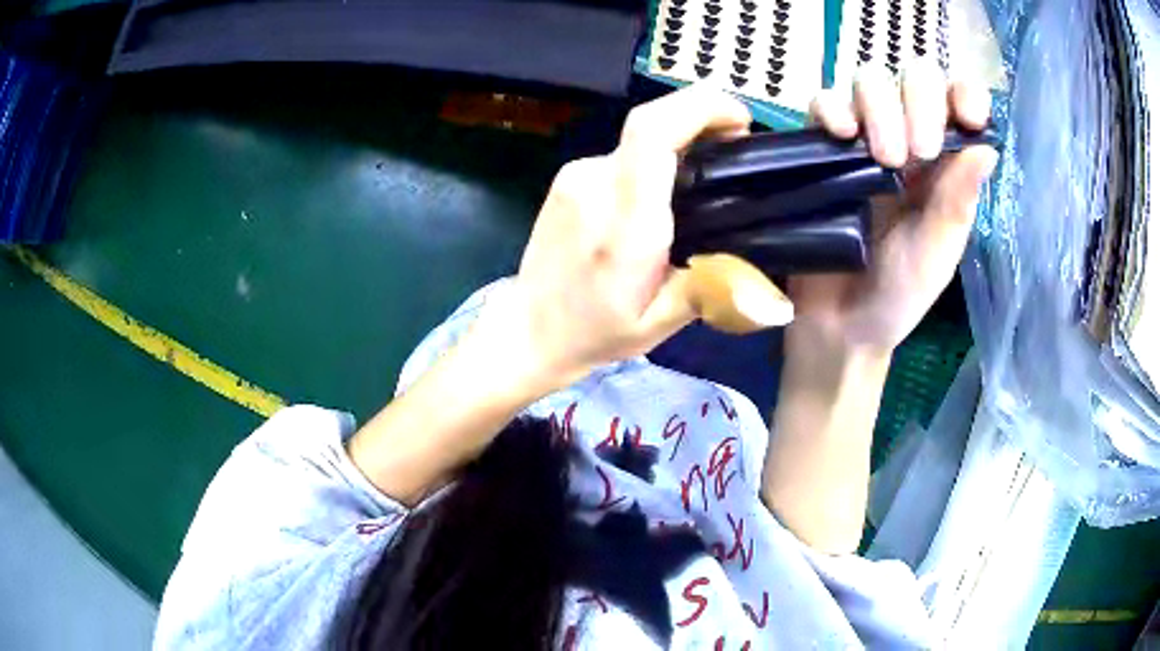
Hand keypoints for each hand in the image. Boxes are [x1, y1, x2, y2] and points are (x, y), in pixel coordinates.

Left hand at [474, 86, 787, 391]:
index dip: (700, 108)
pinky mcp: (569, 177)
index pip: (653, 134)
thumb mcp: (661, 323)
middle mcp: (596, 185)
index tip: (739, 118)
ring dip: (678, 145)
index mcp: (626, 223)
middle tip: (735, 146)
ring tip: (705, 178)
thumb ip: (711, 288)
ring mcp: (576, 176)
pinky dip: (652, 161)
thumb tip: (761, 278)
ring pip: (639, 141)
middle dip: (701, 120)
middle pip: (651, 124)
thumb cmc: (596, 331)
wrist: (529, 328)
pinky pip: (622, 155)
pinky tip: (662, 193)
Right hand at [790, 63, 998, 355]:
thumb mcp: (938, 253)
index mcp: (945, 164)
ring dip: (878, 107)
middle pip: (912, 77)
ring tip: (881, 159)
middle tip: (916, 153)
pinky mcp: (821, 145)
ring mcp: (862, 138)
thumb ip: (958, 201)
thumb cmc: (898, 294)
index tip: (966, 117)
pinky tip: (839, 136)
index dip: (964, 95)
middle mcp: (908, 138)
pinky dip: (829, 109)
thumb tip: (986, 148)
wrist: (841, 324)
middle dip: (917, 102)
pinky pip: (820, 103)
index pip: (959, 103)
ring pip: (868, 80)